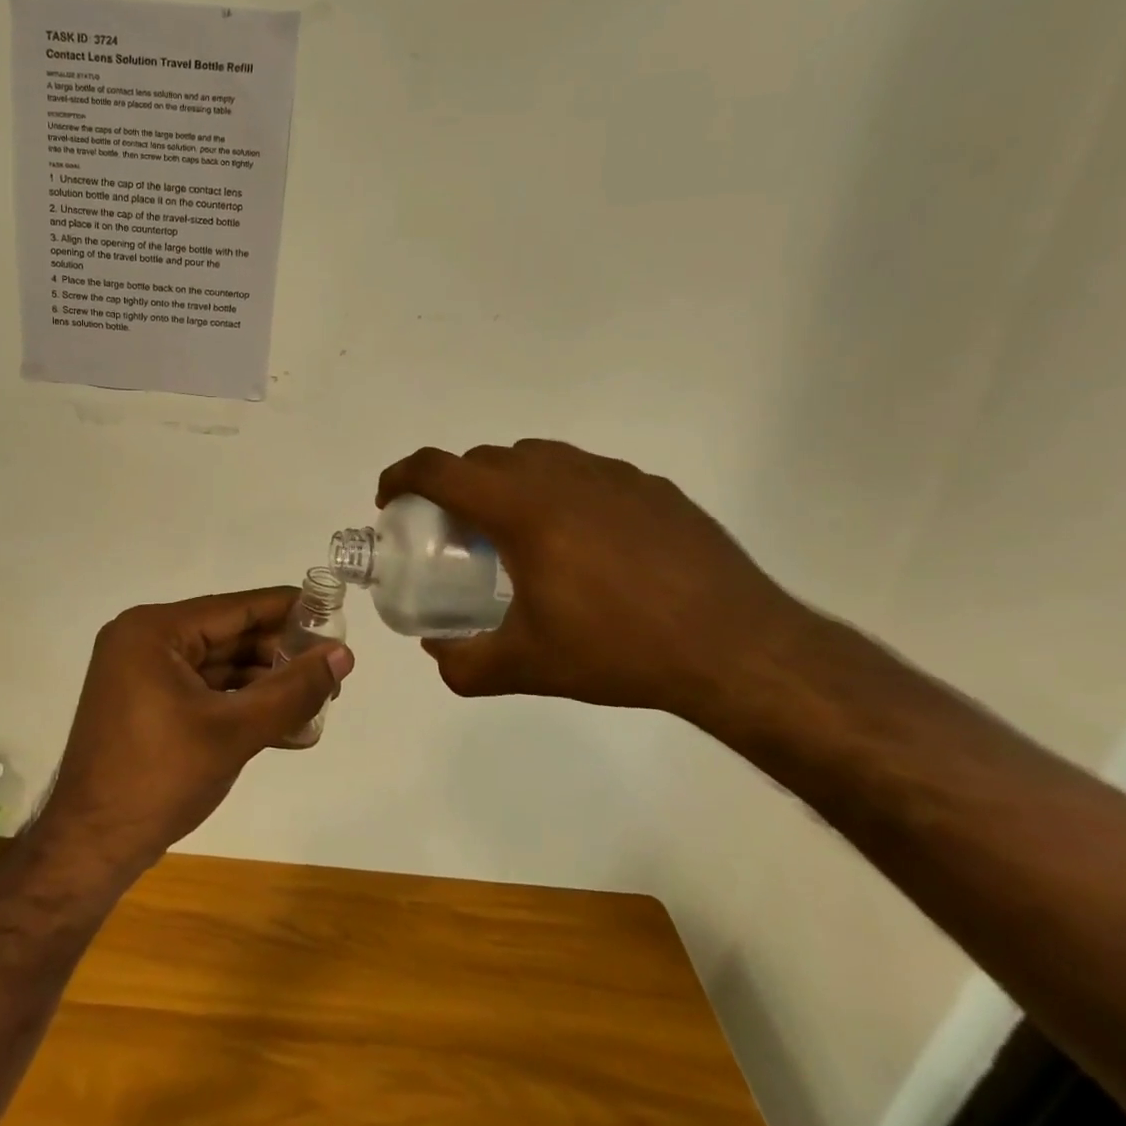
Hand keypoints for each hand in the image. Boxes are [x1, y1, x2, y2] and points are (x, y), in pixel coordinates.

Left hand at [33, 588, 354, 880]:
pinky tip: (285, 726)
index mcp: (154, 630)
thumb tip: (343, 654)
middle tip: (331, 670)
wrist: (90, 848)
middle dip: (280, 655)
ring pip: (219, 666)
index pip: (235, 607)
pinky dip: (240, 705)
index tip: (333, 614)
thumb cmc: (159, 778)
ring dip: (265, 685)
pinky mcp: (146, 703)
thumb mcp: (234, 731)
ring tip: (319, 701)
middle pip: (228, 635)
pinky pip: (203, 691)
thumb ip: (292, 690)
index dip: (288, 609)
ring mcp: (142, 673)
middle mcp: (144, 640)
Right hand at [377, 440, 807, 716]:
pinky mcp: (651, 487)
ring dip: (506, 482)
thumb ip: (464, 663)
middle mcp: (561, 476)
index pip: (438, 470)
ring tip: (517, 533)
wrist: (736, 648)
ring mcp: (611, 476)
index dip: (400, 478)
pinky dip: (560, 492)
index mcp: (521, 510)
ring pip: (536, 457)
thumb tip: (436, 652)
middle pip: (483, 459)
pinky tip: (584, 542)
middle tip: (456, 531)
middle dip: (454, 486)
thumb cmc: (619, 650)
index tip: (389, 502)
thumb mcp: (528, 667)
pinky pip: (585, 473)